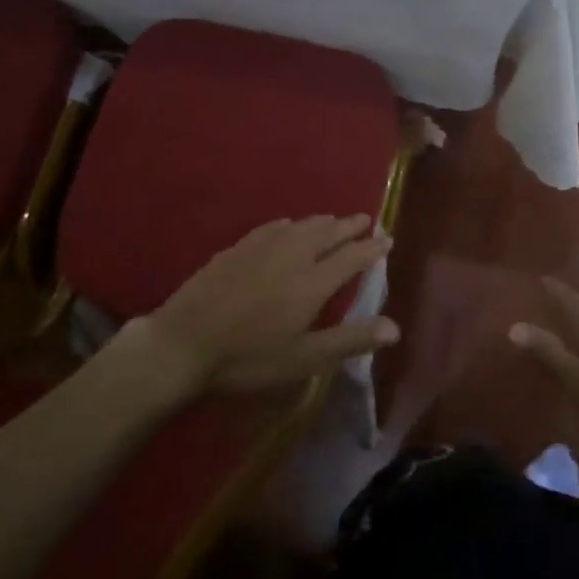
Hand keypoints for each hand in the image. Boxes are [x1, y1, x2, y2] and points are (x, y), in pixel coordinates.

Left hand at [120, 216, 395, 398]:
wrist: (183, 343)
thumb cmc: (248, 357)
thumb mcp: (303, 358)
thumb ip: (349, 340)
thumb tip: (395, 328)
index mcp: (313, 282)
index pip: (352, 256)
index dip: (372, 247)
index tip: (387, 238)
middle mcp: (292, 255)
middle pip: (328, 233)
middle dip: (349, 226)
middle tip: (365, 220)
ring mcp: (262, 248)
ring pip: (300, 226)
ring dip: (322, 222)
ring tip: (333, 221)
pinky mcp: (237, 249)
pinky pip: (272, 227)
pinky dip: (289, 224)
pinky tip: (287, 225)